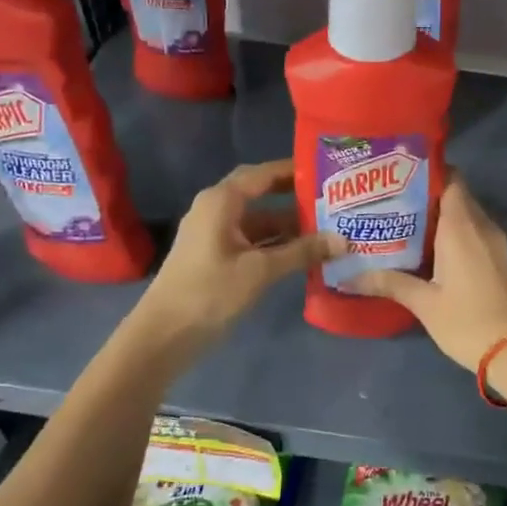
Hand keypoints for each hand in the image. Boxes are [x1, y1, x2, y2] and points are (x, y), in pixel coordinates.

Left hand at [135, 160, 337, 351]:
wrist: (164, 335)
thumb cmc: (210, 292)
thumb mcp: (260, 271)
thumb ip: (302, 252)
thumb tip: (342, 240)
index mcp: (222, 201)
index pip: (263, 174)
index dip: (294, 170)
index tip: (327, 170)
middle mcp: (217, 209)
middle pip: (262, 194)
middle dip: (295, 197)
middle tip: (332, 198)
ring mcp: (215, 234)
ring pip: (259, 221)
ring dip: (289, 226)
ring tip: (328, 227)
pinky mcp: (217, 257)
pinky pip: (253, 240)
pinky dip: (277, 244)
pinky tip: (304, 254)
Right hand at [350, 178, 506, 398]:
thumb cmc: (468, 322)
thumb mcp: (424, 303)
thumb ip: (388, 283)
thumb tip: (347, 277)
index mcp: (463, 226)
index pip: (450, 178)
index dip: (426, 172)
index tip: (396, 176)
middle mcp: (482, 226)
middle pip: (454, 194)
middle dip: (424, 194)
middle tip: (388, 201)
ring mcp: (494, 242)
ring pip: (464, 214)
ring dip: (436, 216)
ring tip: (399, 223)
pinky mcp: (498, 259)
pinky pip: (472, 232)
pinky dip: (450, 232)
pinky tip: (425, 248)